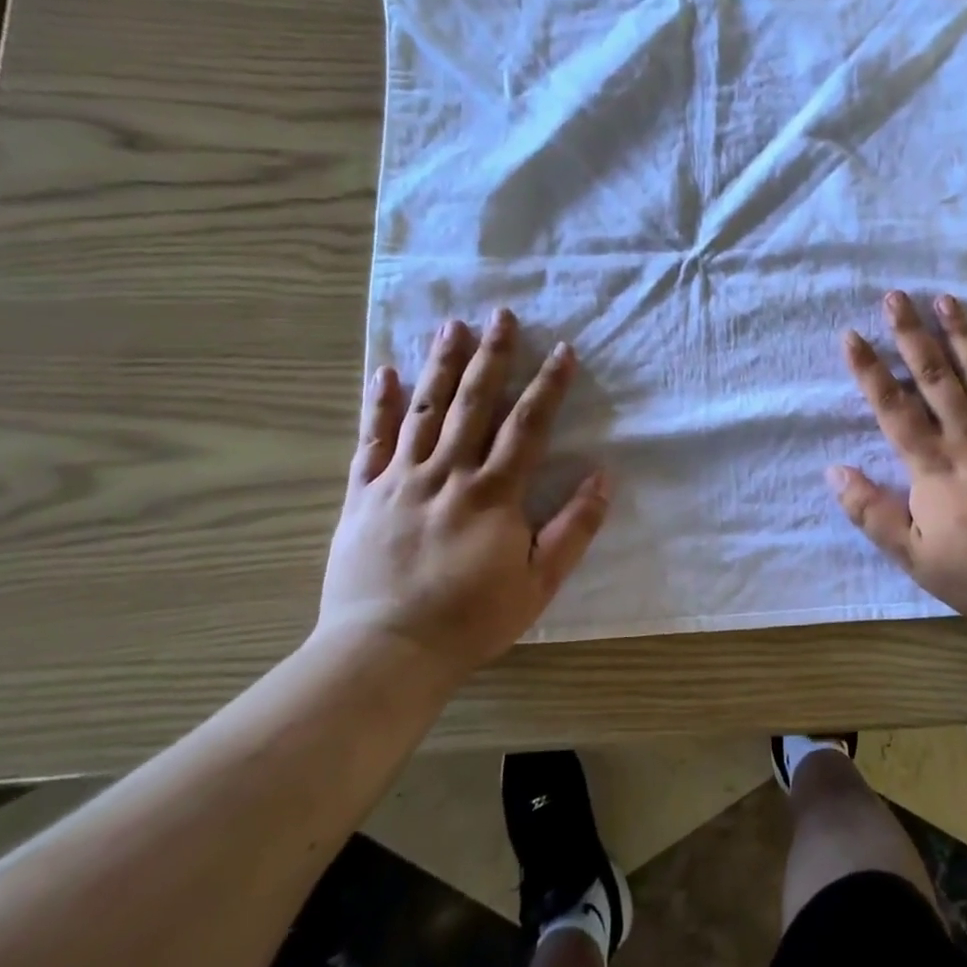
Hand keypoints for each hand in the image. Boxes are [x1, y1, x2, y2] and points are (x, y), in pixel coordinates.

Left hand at [318, 310, 610, 676]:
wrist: (385, 652)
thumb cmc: (471, 619)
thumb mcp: (540, 582)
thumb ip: (574, 527)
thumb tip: (603, 476)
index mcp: (493, 493)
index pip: (527, 425)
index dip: (548, 385)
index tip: (563, 350)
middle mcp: (448, 473)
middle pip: (474, 402)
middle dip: (492, 355)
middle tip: (501, 314)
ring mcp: (400, 480)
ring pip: (424, 410)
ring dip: (440, 365)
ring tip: (451, 325)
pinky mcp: (363, 495)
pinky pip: (371, 441)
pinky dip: (379, 405)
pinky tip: (385, 373)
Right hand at [830, 291, 966, 631]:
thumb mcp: (913, 554)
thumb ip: (871, 512)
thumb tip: (834, 471)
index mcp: (932, 466)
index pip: (892, 407)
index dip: (869, 370)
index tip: (852, 336)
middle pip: (934, 377)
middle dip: (911, 335)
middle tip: (895, 297)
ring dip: (958, 334)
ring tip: (943, 299)